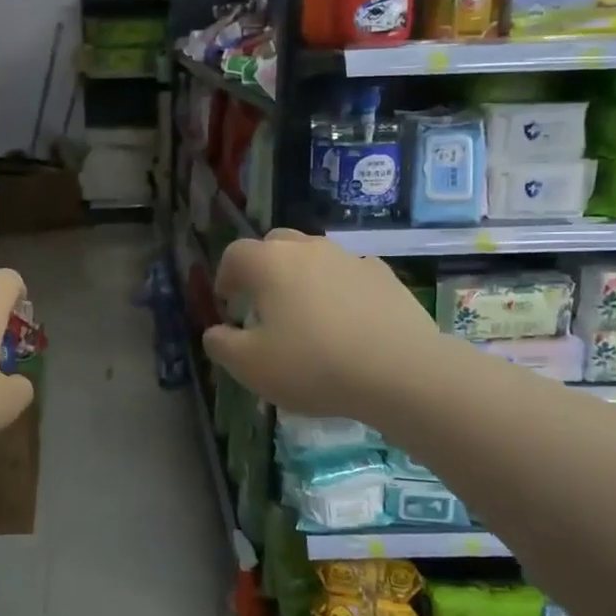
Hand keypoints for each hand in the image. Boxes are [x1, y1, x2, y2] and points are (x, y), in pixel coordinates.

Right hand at [203, 230, 439, 421]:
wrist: (400, 370)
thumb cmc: (313, 365)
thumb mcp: (251, 366)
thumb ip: (222, 345)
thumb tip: (215, 332)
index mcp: (269, 263)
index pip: (234, 254)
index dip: (225, 277)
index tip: (229, 304)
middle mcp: (308, 249)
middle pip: (275, 244)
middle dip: (262, 268)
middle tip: (263, 303)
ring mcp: (350, 258)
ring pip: (315, 256)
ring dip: (302, 276)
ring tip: (306, 313)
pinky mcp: (385, 276)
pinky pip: (349, 273)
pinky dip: (339, 288)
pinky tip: (346, 320)